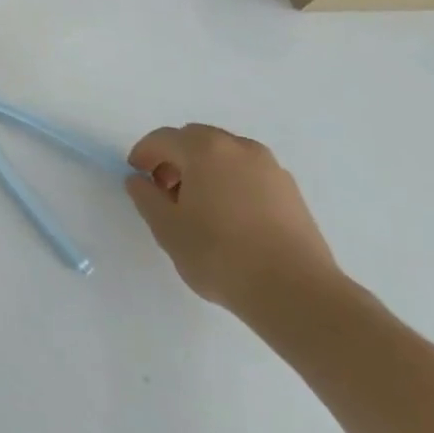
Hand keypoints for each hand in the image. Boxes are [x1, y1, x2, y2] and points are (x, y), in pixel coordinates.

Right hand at [125, 123, 341, 318]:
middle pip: (196, 140)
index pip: (163, 139)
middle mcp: (239, 147)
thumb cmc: (220, 255)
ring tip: (198, 206)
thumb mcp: (167, 228)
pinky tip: (229, 217)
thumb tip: (139, 180)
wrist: (297, 293)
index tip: (136, 175)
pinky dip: (231, 182)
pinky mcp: (291, 191)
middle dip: (175, 158)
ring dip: (204, 170)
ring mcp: (270, 168)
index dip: (144, 154)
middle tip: (164, 190)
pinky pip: (249, 174)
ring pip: (225, 156)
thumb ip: (145, 197)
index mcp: (204, 149)